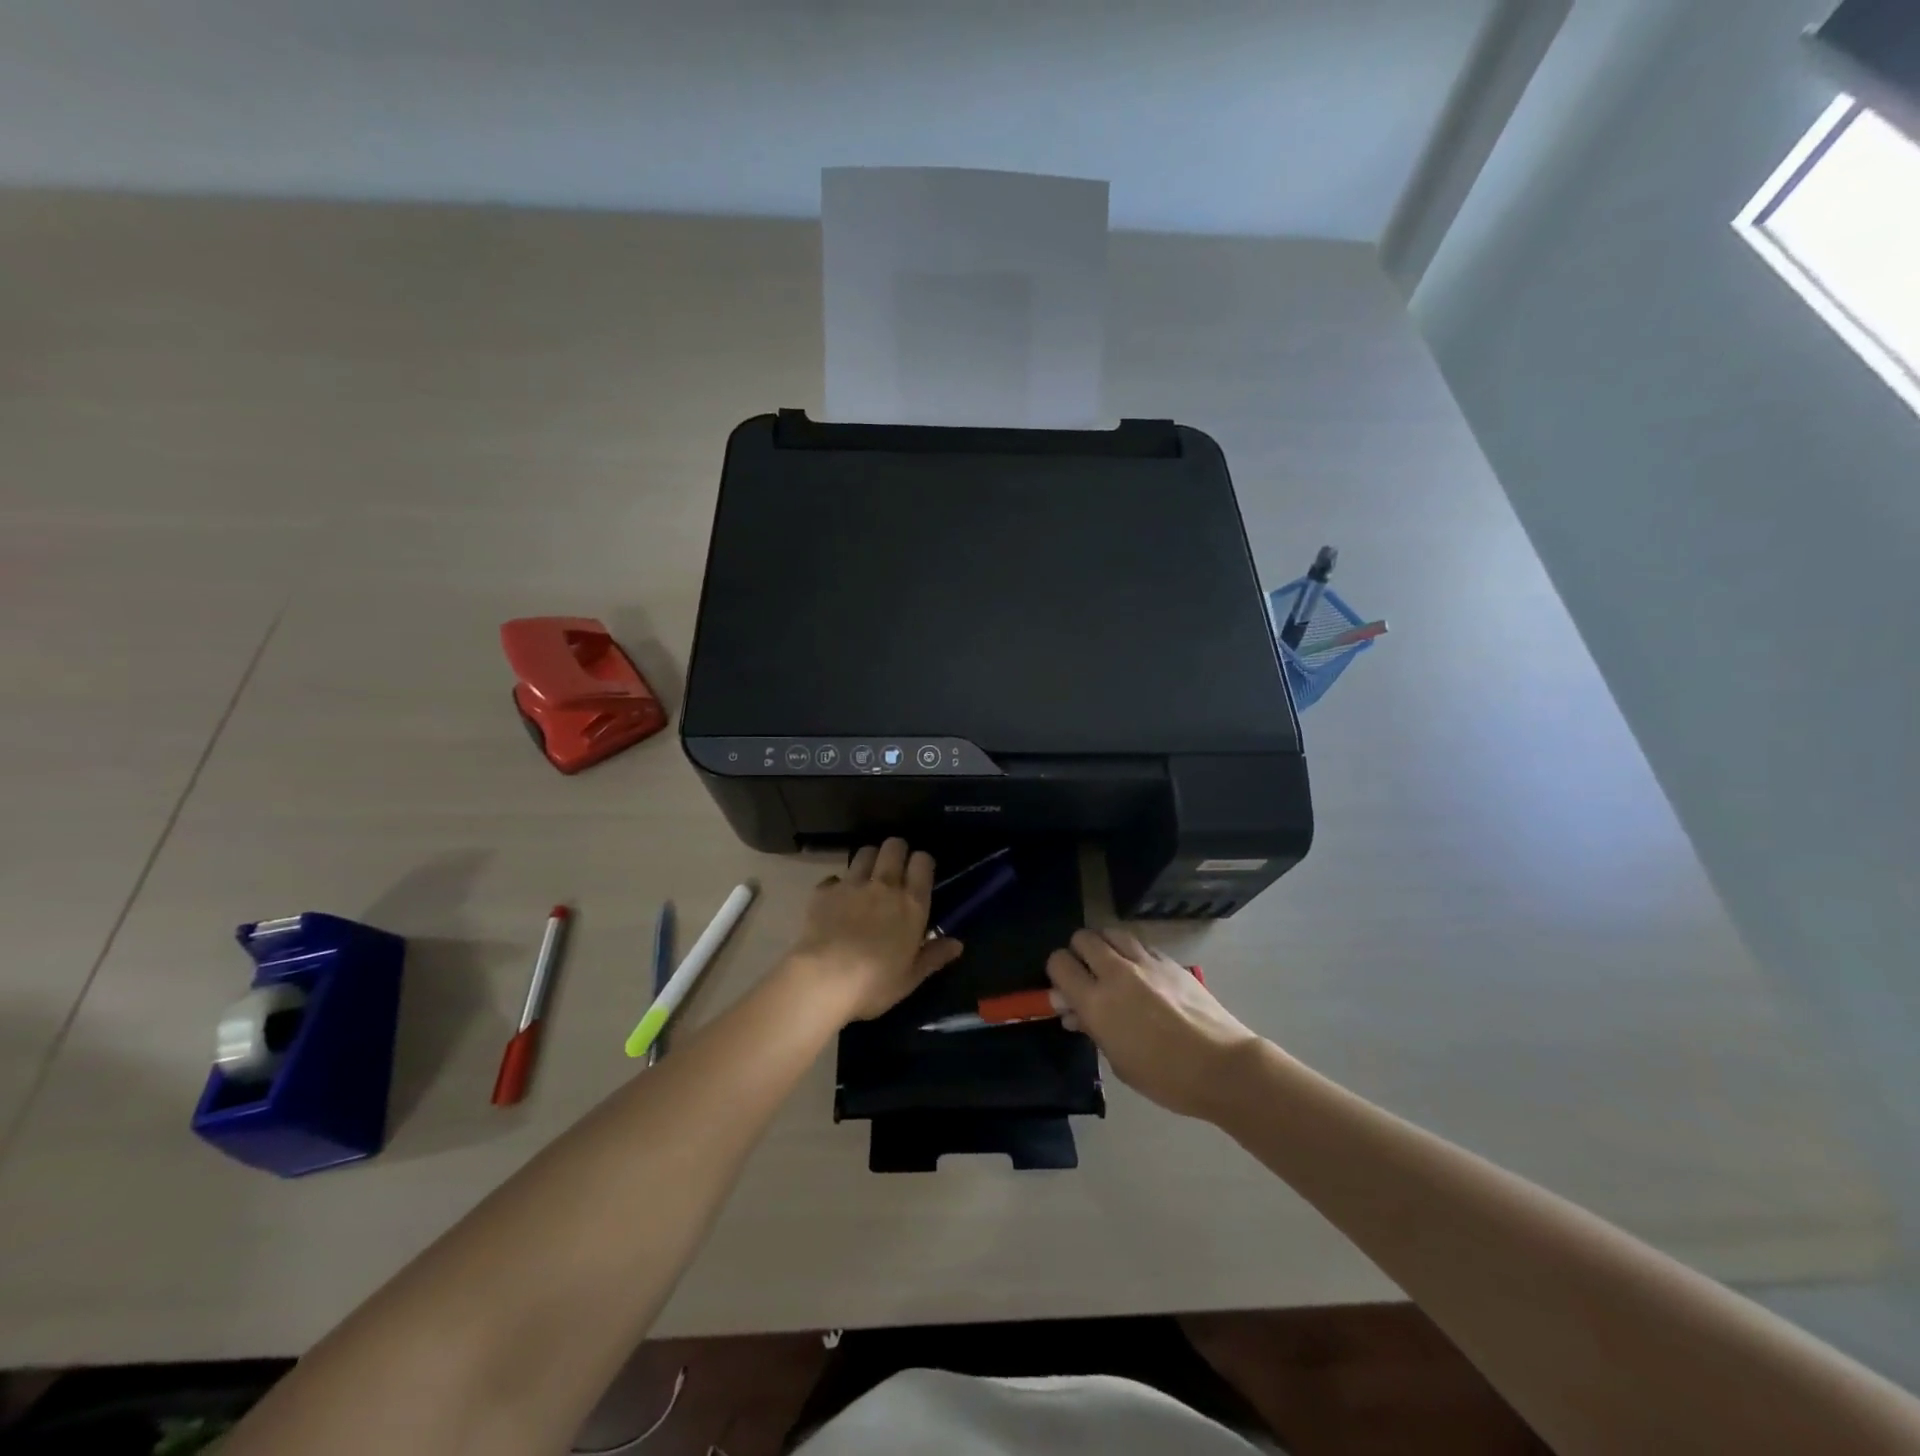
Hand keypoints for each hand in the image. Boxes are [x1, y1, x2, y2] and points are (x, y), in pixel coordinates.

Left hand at [786, 838, 964, 1022]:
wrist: (823, 978)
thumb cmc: (874, 983)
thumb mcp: (910, 978)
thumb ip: (934, 956)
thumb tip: (957, 944)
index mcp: (911, 904)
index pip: (923, 862)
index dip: (922, 862)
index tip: (920, 872)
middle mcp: (884, 885)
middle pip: (894, 847)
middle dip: (897, 850)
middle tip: (895, 866)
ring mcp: (852, 884)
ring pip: (864, 852)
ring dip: (869, 859)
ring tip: (867, 875)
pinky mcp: (824, 891)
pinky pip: (834, 877)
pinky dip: (837, 884)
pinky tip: (836, 898)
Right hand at [1046, 928, 1260, 1120]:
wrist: (1221, 1066)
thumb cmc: (1165, 1077)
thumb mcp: (1119, 1061)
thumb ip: (1093, 1028)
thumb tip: (1074, 1012)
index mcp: (1096, 1002)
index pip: (1059, 963)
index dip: (1057, 972)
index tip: (1064, 987)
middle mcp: (1115, 973)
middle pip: (1082, 938)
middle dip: (1078, 952)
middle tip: (1087, 974)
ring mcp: (1145, 962)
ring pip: (1111, 932)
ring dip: (1105, 945)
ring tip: (1112, 966)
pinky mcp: (1169, 960)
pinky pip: (1140, 944)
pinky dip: (1132, 952)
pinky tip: (1142, 973)